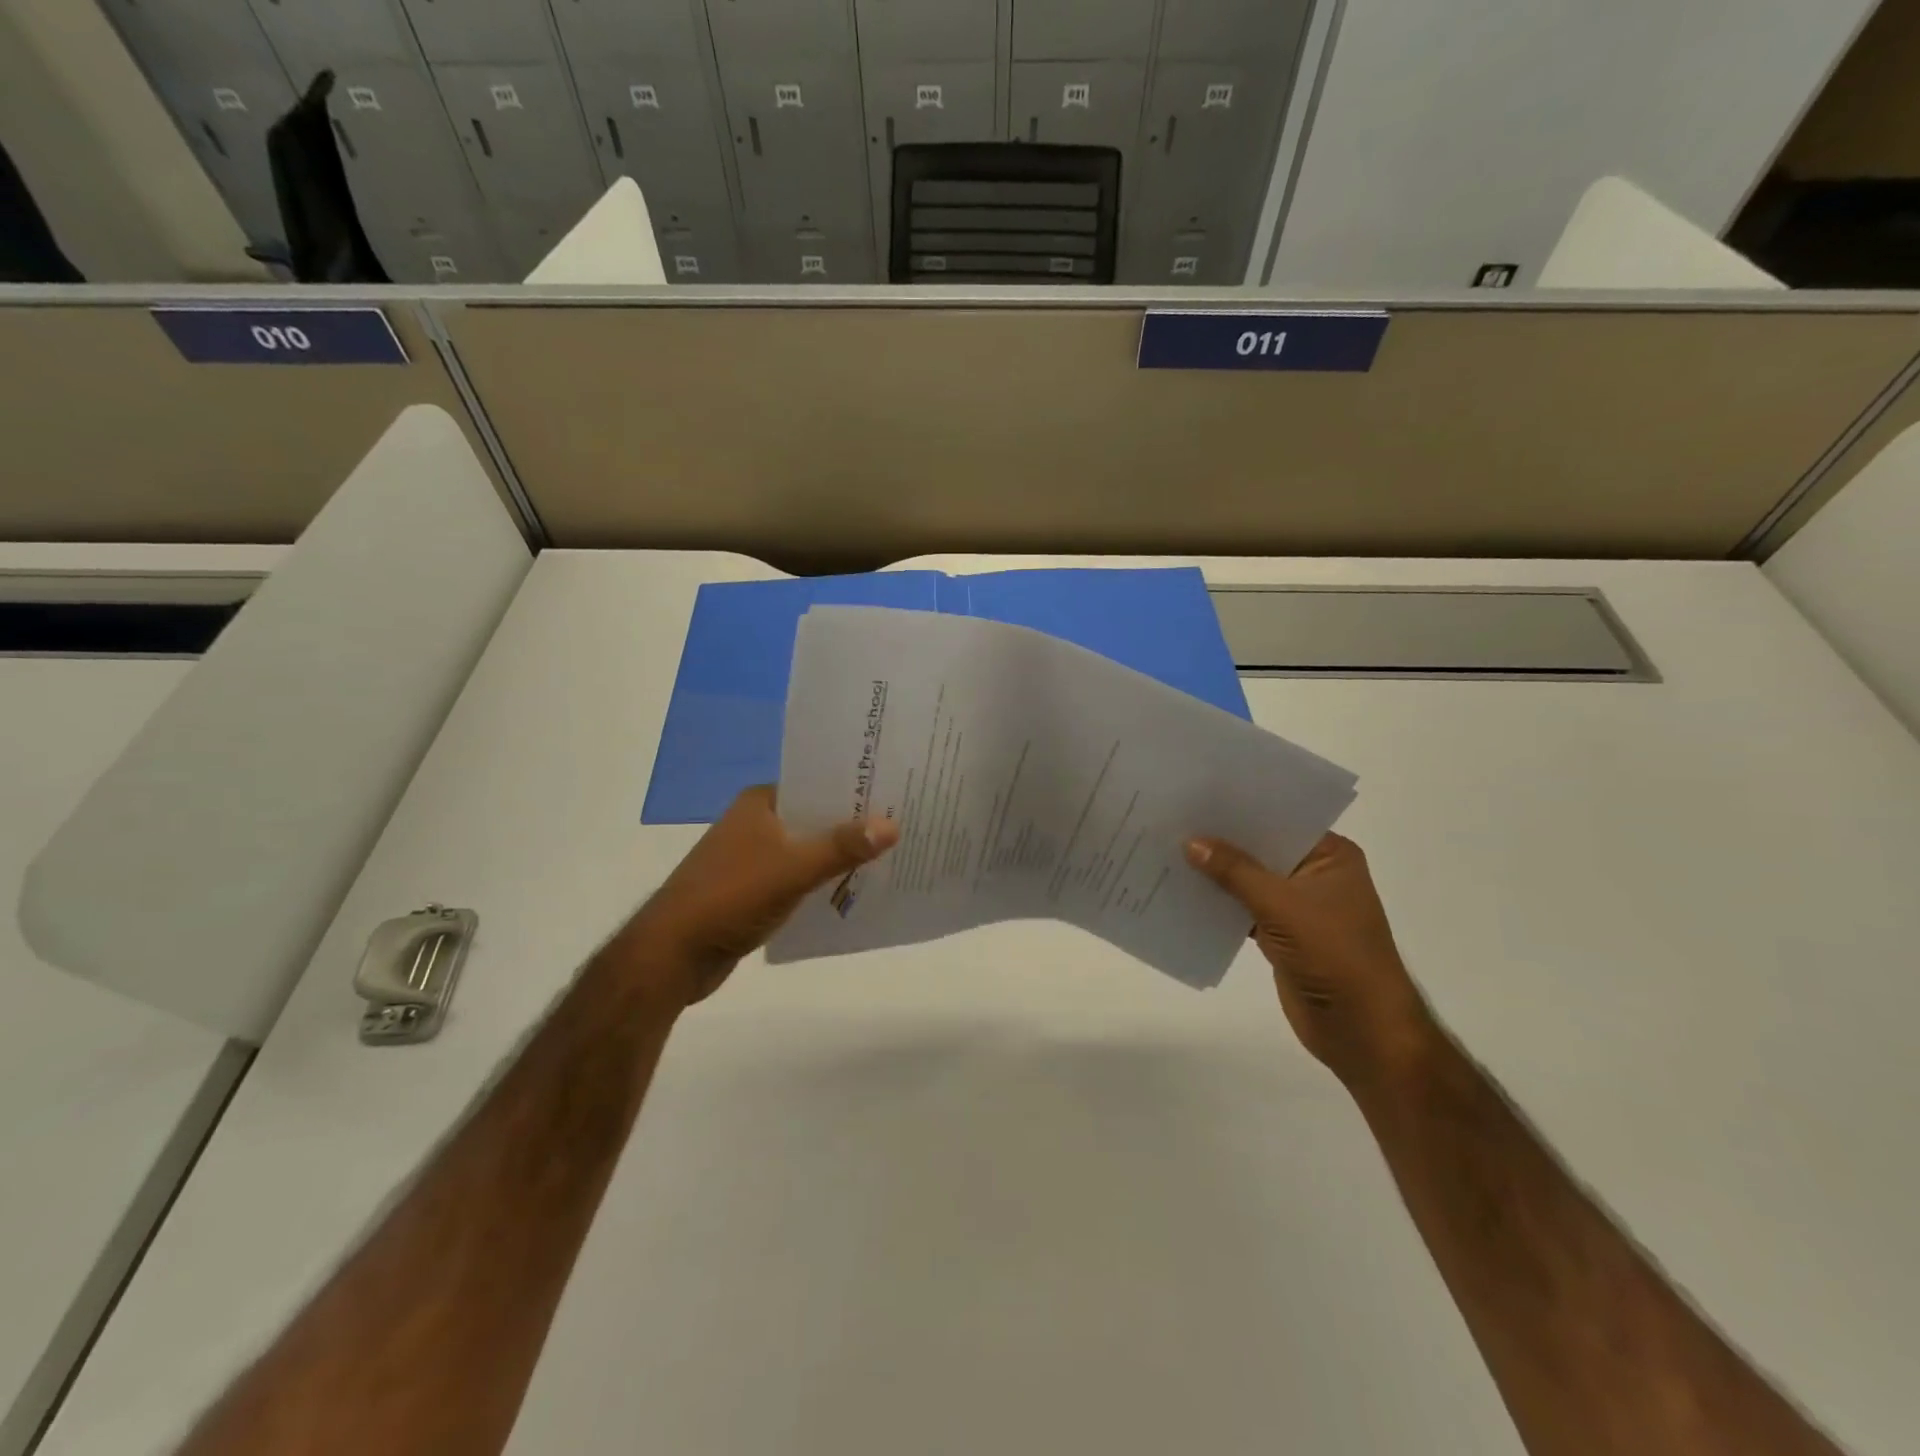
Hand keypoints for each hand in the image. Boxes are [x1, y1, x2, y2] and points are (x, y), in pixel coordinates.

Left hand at [619, 787, 898, 1006]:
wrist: (673, 954)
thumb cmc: (731, 897)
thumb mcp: (792, 869)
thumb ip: (842, 847)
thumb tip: (892, 824)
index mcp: (760, 803)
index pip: (816, 783)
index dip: (854, 788)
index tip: (895, 792)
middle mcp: (756, 823)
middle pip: (815, 817)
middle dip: (853, 825)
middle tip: (902, 825)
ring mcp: (752, 857)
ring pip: (807, 849)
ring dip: (839, 856)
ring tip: (889, 856)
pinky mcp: (753, 889)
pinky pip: (798, 877)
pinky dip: (821, 881)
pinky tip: (853, 890)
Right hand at [1185, 833, 1435, 1092]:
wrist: (1361, 1029)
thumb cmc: (1334, 954)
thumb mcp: (1282, 905)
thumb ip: (1234, 871)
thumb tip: (1190, 841)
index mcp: (1330, 856)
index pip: (1280, 819)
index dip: (1240, 809)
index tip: (1197, 795)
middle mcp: (1314, 874)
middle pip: (1260, 849)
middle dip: (1221, 840)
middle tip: (1173, 819)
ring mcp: (1297, 906)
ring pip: (1248, 880)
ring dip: (1215, 873)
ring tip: (1167, 849)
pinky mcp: (1280, 934)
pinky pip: (1242, 908)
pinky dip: (1218, 903)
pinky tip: (1181, 891)